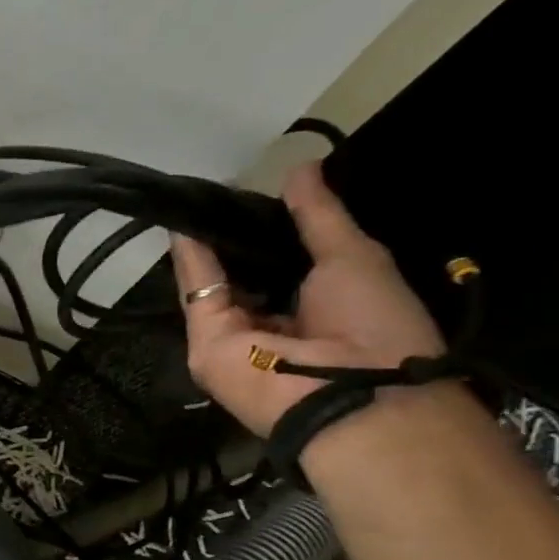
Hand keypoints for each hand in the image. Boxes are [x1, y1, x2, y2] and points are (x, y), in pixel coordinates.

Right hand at [171, 160, 442, 435]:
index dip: (267, 234)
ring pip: (214, 284)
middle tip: (220, 194)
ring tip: (197, 199)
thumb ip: (319, 217)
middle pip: (242, 277)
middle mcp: (271, 325)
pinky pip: (198, 294)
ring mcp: (234, 338)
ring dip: (206, 245)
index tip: (256, 199)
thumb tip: (300, 168)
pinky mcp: (206, 343)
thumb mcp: (353, 257)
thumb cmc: (374, 323)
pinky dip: (191, 259)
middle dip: (231, 239)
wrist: (353, 392)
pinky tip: (185, 224)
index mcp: (311, 312)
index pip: (280, 267)